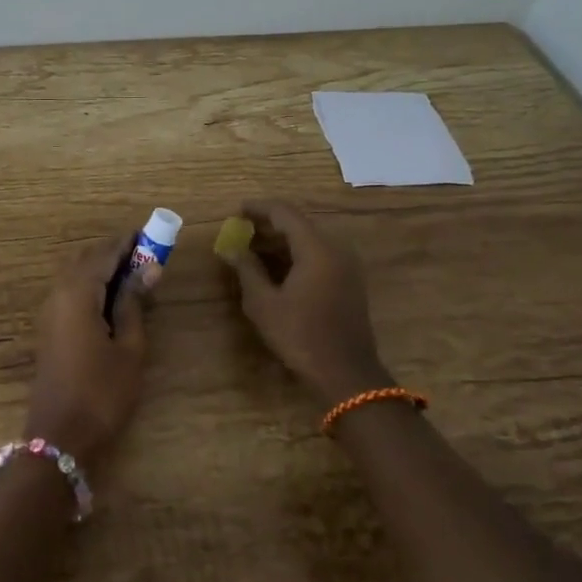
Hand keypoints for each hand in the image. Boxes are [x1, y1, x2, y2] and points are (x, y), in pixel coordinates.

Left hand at [24, 236, 147, 470]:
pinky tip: (113, 300)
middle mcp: (57, 293)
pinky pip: (71, 292)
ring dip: (103, 269)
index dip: (127, 242)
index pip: (104, 253)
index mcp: (77, 292)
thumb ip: (135, 304)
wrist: (60, 436)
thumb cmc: (102, 392)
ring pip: (76, 275)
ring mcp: (49, 311)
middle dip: (115, 253)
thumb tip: (148, 269)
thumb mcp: (129, 347)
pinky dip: (92, 286)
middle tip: (147, 255)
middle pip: (86, 259)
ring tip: (135, 276)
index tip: (152, 234)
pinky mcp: (49, 328)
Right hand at [221, 200, 393, 406]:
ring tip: (253, 248)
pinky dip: (297, 254)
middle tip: (241, 230)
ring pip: (310, 240)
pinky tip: (277, 267)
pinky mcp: (349, 281)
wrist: (345, 373)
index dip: (258, 208)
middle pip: (299, 224)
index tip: (236, 210)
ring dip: (282, 240)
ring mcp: (347, 265)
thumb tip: (232, 248)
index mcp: (316, 248)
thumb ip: (247, 269)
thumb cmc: (300, 335)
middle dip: (269, 224)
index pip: (284, 212)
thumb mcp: (264, 303)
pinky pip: (320, 255)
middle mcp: (336, 248)